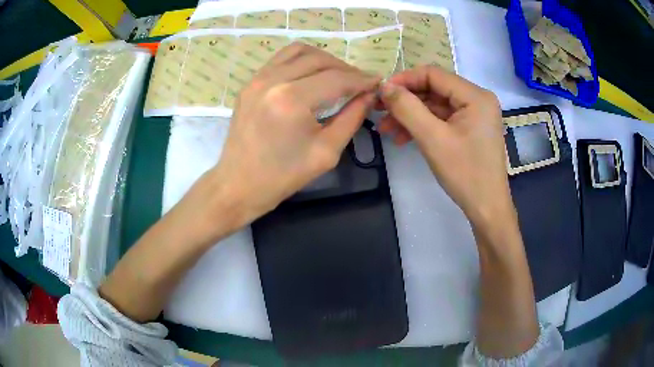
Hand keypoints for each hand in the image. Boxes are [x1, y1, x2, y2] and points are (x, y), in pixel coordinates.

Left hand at [200, 43, 379, 237]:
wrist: (238, 184)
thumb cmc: (283, 176)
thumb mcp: (326, 152)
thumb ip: (352, 118)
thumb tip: (369, 95)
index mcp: (292, 100)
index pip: (337, 78)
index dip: (362, 79)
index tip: (378, 83)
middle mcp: (273, 80)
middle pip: (320, 59)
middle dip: (346, 68)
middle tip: (360, 83)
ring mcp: (257, 78)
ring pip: (299, 51)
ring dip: (324, 59)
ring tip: (337, 75)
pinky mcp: (250, 83)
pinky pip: (281, 59)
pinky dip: (302, 60)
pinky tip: (311, 75)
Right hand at [376, 65, 511, 227]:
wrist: (486, 209)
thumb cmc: (465, 174)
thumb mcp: (433, 139)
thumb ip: (407, 108)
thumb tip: (384, 86)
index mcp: (476, 96)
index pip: (434, 74)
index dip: (404, 80)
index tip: (381, 93)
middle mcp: (478, 99)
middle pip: (434, 89)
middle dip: (406, 101)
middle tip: (380, 113)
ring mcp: (475, 114)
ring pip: (436, 105)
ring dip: (411, 116)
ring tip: (386, 130)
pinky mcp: (471, 128)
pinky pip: (443, 119)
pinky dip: (423, 126)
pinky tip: (403, 137)